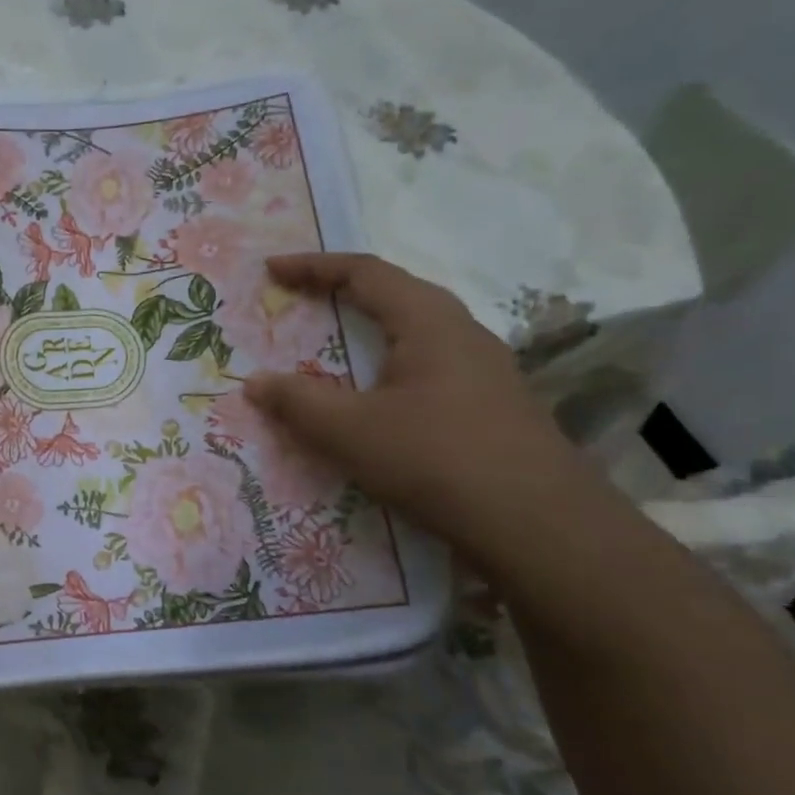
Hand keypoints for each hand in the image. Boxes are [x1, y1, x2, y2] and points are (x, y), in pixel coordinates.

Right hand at [243, 253, 590, 543]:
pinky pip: (427, 367)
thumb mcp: (350, 431)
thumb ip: (297, 402)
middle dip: (341, 292)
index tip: (271, 269)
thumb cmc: (436, 460)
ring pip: (414, 333)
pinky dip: (387, 366)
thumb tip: (254, 382)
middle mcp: (461, 333)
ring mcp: (483, 370)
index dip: (313, 267)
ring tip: (332, 346)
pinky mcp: (490, 406)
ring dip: (368, 331)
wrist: (540, 527)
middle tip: (299, 300)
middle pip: (394, 294)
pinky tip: (377, 399)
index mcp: (428, 321)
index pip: (364, 272)